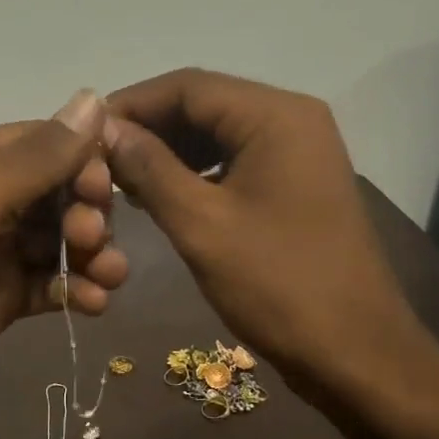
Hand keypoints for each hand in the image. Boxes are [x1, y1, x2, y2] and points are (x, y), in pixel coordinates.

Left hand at [0, 91, 127, 438]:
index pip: (41, 144)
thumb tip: (94, 98)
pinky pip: (48, 286)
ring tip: (108, 277)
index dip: (82, 158)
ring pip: (57, 241)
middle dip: (86, 211)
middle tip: (93, 238)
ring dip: (90, 254)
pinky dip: (74, 290)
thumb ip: (34, 158)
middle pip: (56, 193)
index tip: (107, 187)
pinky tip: (92, 304)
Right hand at [104, 68, 427, 399]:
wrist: (355, 353)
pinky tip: (160, 197)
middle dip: (148, 130)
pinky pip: (234, 162)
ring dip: (168, 152)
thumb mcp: (201, 224)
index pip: (188, 86)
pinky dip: (194, 173)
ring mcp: (298, 154)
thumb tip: (105, 128)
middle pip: (203, 105)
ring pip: (217, 135)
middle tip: (96, 162)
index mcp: (275, 117)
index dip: (131, 105)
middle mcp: (291, 121)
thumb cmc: (277, 285)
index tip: (83, 134)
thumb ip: (149, 169)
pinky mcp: (295, 186)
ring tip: (120, 181)